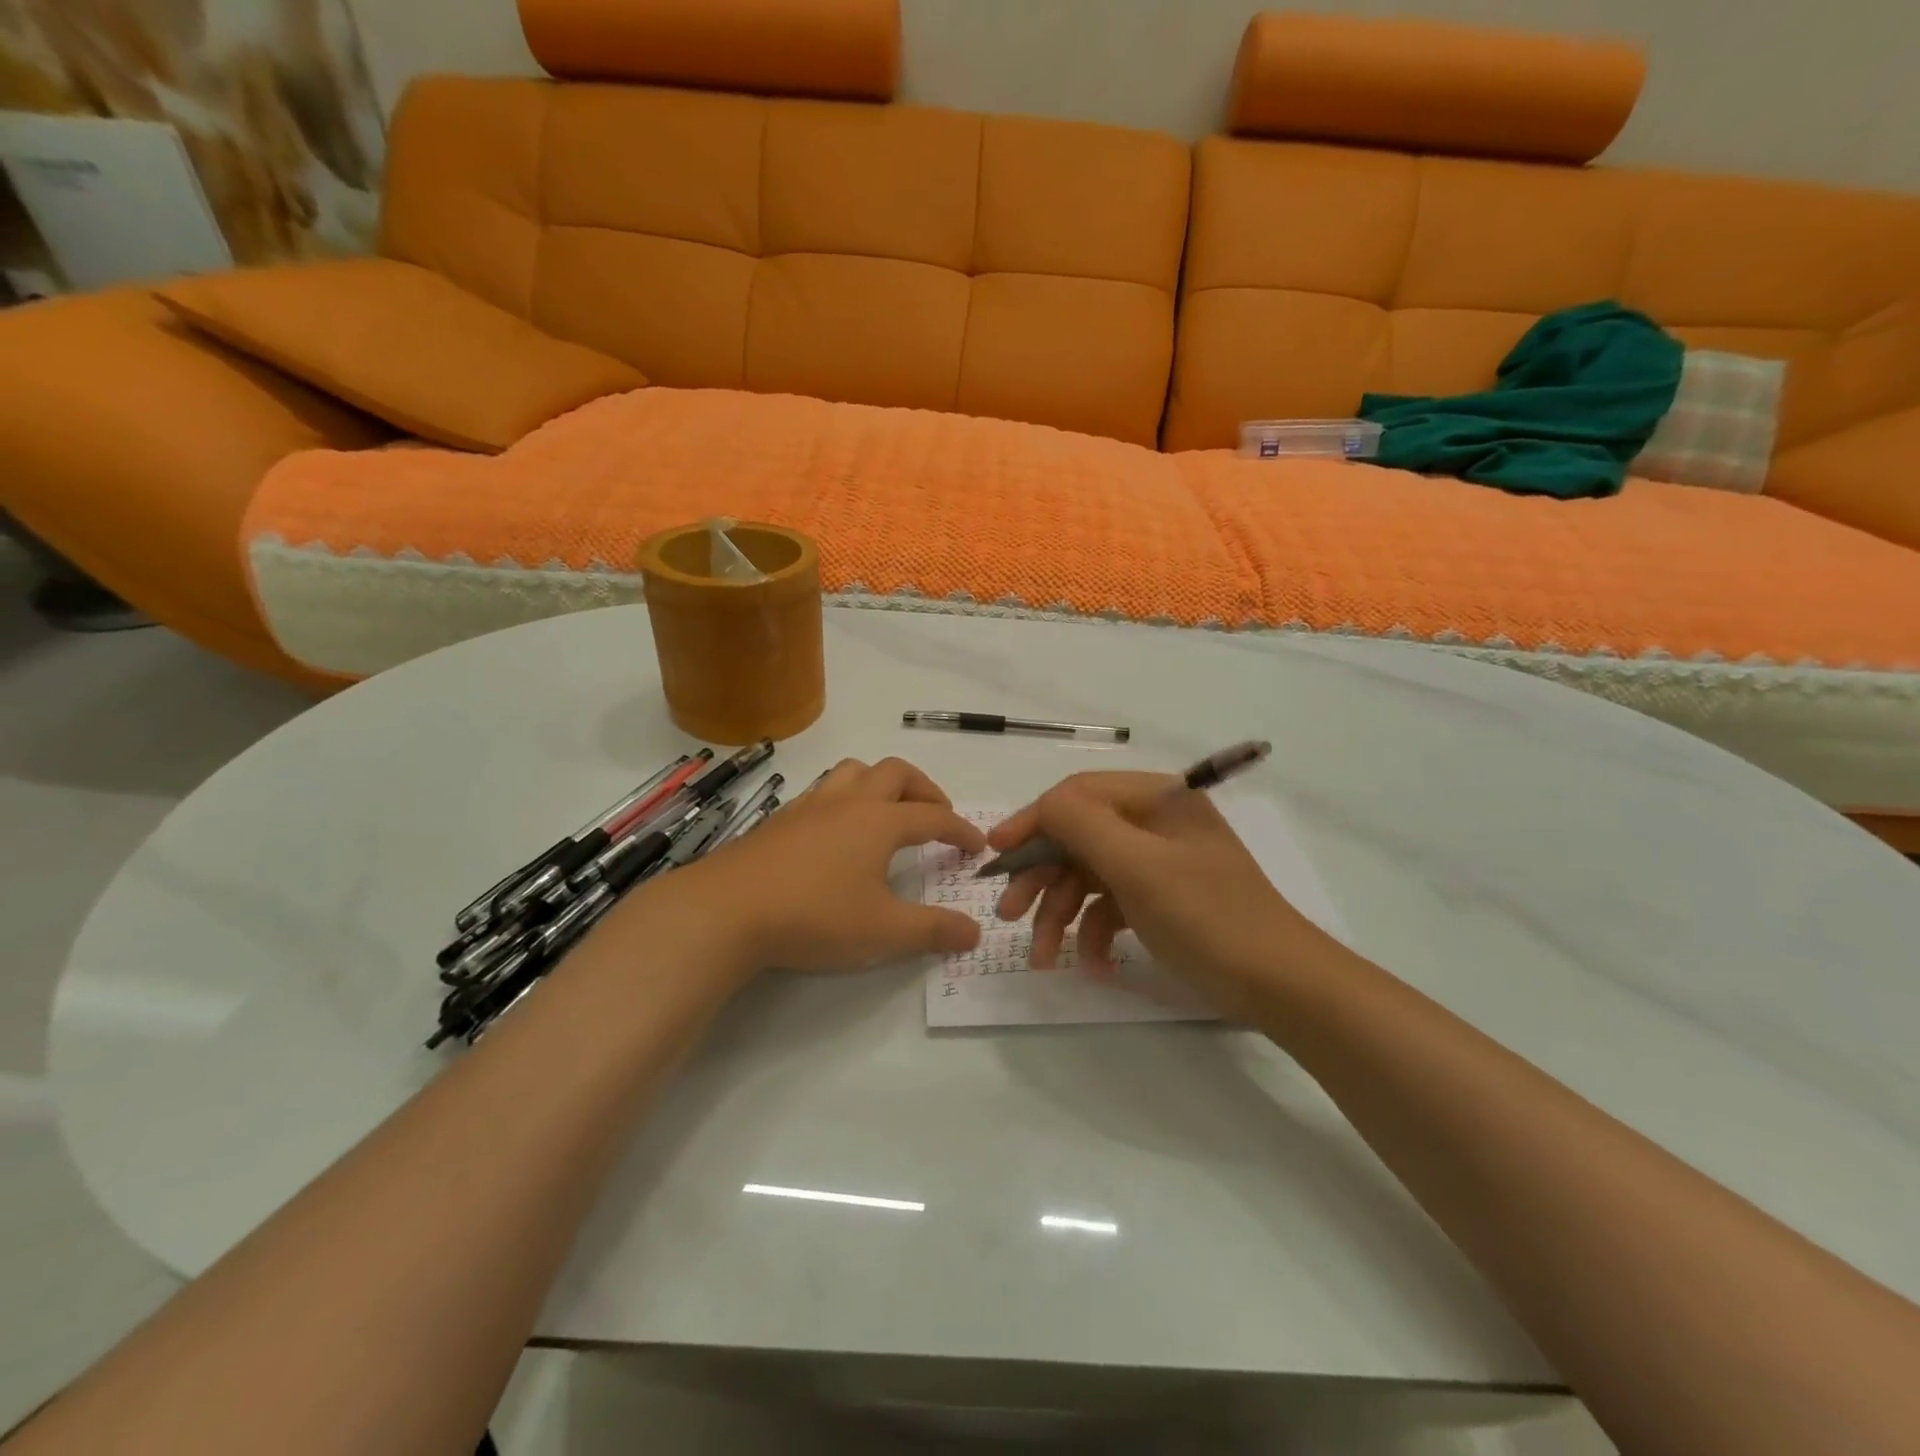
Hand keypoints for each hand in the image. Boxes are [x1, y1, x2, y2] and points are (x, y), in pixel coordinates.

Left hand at [667, 756, 985, 975]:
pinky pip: (824, 790)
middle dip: (925, 789)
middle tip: (937, 815)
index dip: (960, 829)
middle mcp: (849, 802)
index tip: (975, 846)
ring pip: (855, 771)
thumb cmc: (814, 916)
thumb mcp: (883, 932)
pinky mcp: (782, 818)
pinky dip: (846, 797)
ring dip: (882, 782)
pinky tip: (838, 830)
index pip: (933, 816)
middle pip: (897, 773)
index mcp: (880, 822)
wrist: (727, 909)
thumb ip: (932, 931)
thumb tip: (974, 933)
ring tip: (889, 811)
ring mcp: (811, 805)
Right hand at [988, 772, 1331, 1014]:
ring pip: (1090, 876)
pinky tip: (1094, 966)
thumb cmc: (1207, 916)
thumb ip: (1083, 825)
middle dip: (1041, 877)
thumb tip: (1043, 805)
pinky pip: (1112, 905)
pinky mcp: (1161, 899)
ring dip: (1061, 914)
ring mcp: (1158, 863)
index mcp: (1157, 799)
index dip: (1033, 821)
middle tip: (1008, 914)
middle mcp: (1155, 823)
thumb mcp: (1138, 866)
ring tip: (1041, 957)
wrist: (1279, 984)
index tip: (995, 853)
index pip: (1078, 795)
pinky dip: (1096, 933)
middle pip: (1079, 838)